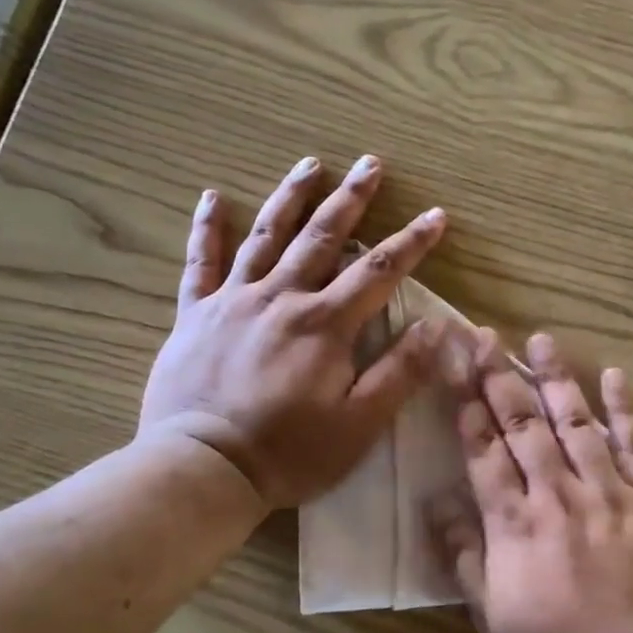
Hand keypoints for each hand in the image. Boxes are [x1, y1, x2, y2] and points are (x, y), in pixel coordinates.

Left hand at [140, 155, 446, 508]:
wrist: (202, 468)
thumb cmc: (289, 452)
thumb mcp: (359, 424)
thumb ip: (399, 373)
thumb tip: (436, 327)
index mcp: (325, 324)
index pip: (380, 272)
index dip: (412, 243)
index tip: (436, 216)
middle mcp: (282, 298)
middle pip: (324, 237)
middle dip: (352, 199)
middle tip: (370, 163)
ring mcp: (234, 301)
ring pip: (268, 236)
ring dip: (292, 197)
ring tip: (310, 164)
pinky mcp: (195, 314)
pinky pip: (201, 262)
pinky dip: (208, 228)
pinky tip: (213, 197)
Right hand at [435, 330, 632, 632]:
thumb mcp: (494, 623)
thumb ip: (465, 560)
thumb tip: (434, 503)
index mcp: (516, 527)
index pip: (484, 454)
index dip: (467, 408)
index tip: (455, 368)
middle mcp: (559, 498)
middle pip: (524, 427)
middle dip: (500, 377)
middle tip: (484, 335)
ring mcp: (610, 496)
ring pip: (577, 425)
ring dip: (556, 379)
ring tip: (540, 339)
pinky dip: (625, 412)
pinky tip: (614, 377)